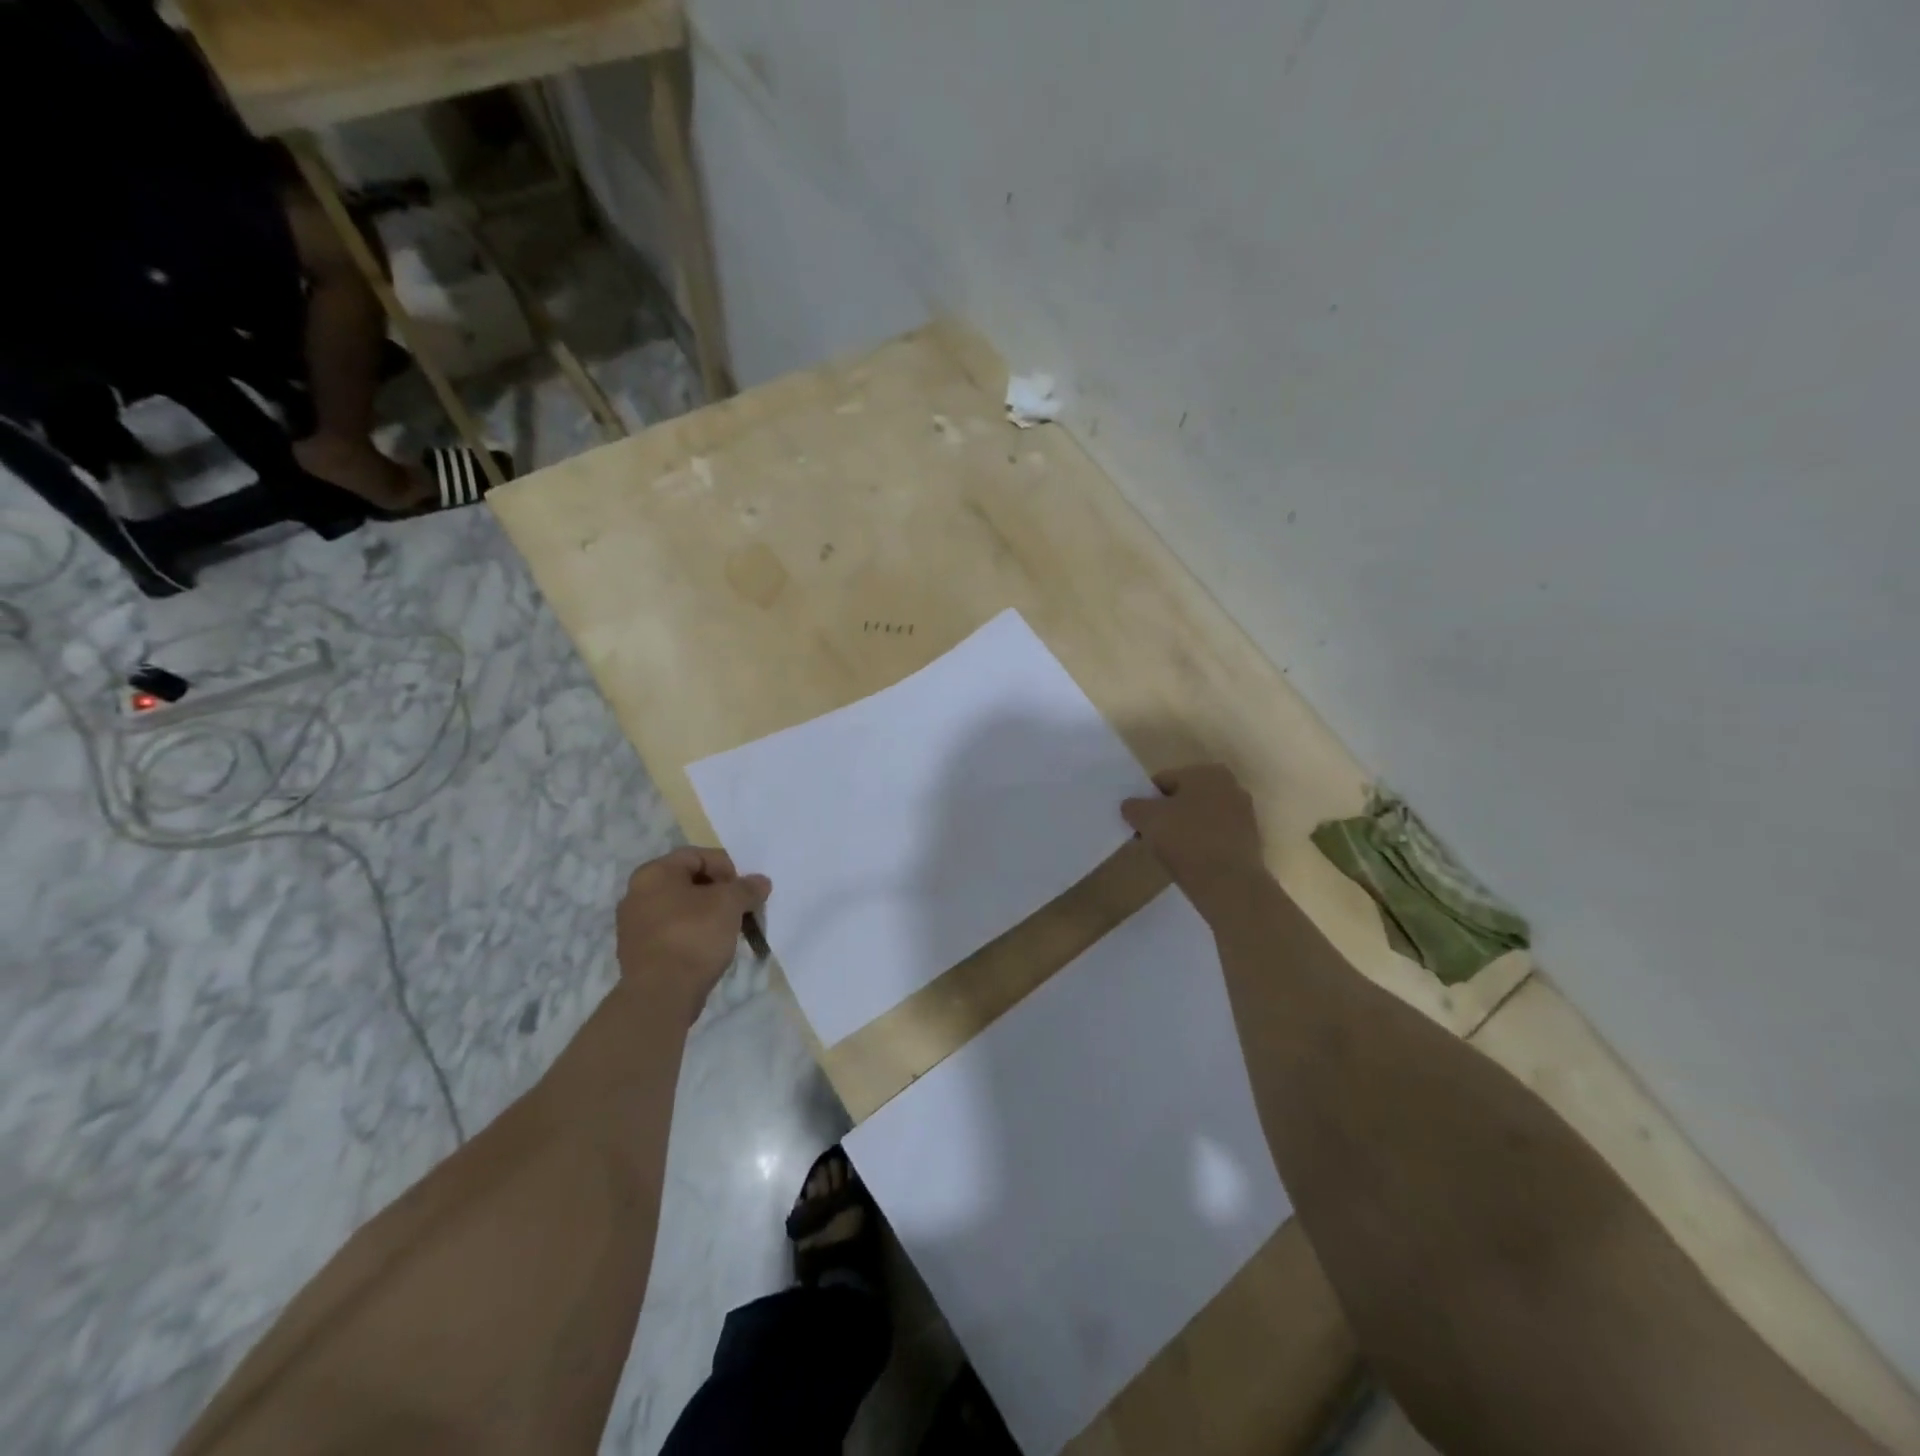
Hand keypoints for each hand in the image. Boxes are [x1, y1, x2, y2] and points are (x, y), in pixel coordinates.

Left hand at [616, 847, 771, 1026]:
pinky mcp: (639, 953)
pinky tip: (711, 948)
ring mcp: (634, 926)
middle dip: (720, 892)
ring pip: (681, 909)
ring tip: (731, 929)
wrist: (661, 995)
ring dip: (708, 914)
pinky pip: (673, 932)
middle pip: (688, 882)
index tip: (745, 888)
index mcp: (654, 873)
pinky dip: (694, 934)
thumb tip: (760, 882)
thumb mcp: (730, 904)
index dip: (727, 866)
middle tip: (742, 907)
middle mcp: (637, 894)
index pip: (697, 856)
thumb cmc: (694, 936)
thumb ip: (747, 888)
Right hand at [1122, 764, 1267, 913]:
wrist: (1228, 883)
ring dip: (1183, 830)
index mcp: (1207, 772)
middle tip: (1150, 837)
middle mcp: (1231, 786)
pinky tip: (1189, 861)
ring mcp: (1244, 814)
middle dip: (1167, 815)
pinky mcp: (1249, 840)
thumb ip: (1134, 806)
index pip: (1164, 780)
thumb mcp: (1147, 819)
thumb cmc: (1186, 840)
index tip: (1138, 823)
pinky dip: (1200, 844)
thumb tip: (1131, 806)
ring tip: (1168, 852)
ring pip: (1200, 818)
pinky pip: (1214, 836)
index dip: (1146, 801)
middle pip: (1184, 798)